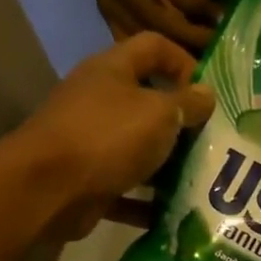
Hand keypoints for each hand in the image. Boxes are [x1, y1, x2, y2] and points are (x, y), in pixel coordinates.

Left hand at [15, 33, 213, 239]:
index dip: (184, 62)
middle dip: (182, 122)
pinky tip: (175, 213)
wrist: (46, 190)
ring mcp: (91, 141)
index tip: (210, 93)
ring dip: (169, 165)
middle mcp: (99, 100)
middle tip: (214, 142)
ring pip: (139, 148)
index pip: (154, 47)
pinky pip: (127, 188)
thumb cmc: (107, 138)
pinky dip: (148, 202)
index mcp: (112, 70)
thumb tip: (207, 94)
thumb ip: (188, 103)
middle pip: (148, 101)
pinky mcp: (88, 180)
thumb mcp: (159, 114)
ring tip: (202, 180)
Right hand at [84, 0, 221, 49]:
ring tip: (201, 58)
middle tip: (216, 47)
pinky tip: (175, 57)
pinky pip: (131, 40)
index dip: (200, 7)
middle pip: (159, 19)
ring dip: (176, 50)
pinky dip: (154, 52)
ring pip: (146, 36)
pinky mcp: (104, 10)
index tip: (222, 19)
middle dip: (192, 37)